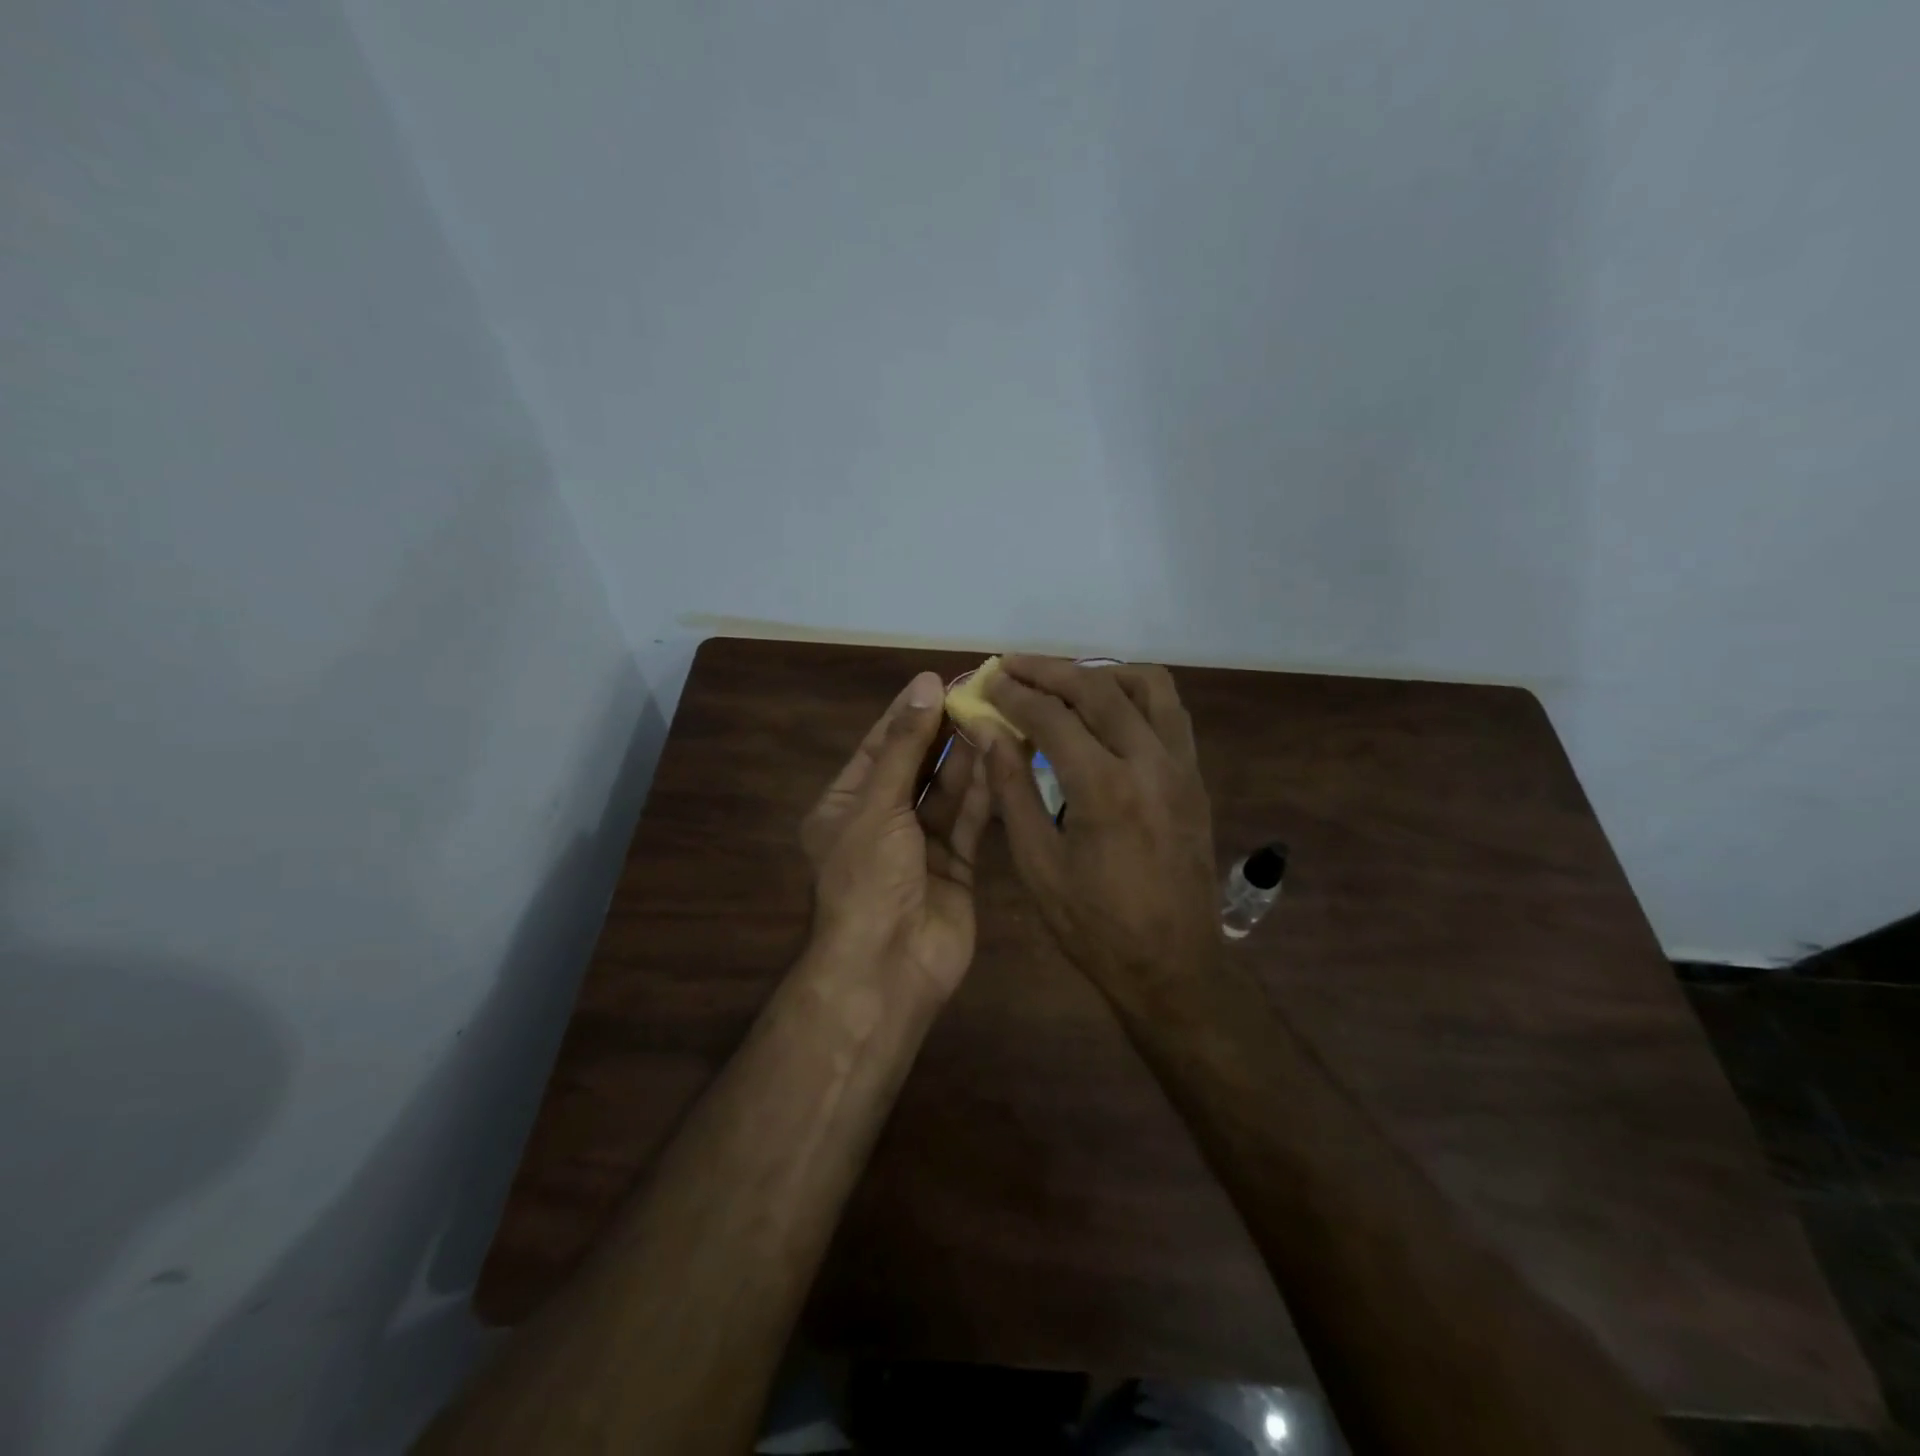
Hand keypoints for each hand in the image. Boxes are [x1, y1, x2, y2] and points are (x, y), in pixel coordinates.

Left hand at [801, 670, 990, 1002]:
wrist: (889, 966)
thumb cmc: (868, 878)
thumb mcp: (878, 805)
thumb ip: (906, 747)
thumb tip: (924, 685)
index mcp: (846, 805)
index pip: (879, 747)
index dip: (907, 714)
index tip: (937, 681)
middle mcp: (882, 822)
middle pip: (916, 766)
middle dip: (942, 733)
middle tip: (977, 695)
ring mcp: (920, 846)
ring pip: (947, 792)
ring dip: (968, 758)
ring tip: (995, 718)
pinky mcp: (956, 866)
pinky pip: (969, 820)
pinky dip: (985, 792)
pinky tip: (1003, 758)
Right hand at [979, 657, 1219, 1008]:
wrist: (1173, 967)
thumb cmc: (1094, 926)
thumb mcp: (1038, 865)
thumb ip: (1012, 790)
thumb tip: (989, 732)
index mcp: (1104, 788)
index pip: (1052, 717)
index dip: (1014, 694)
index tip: (988, 681)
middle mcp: (1150, 762)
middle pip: (1098, 687)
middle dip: (1049, 669)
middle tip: (1013, 665)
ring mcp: (1182, 766)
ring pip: (1147, 686)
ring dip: (1100, 672)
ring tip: (1063, 680)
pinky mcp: (1196, 777)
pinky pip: (1170, 712)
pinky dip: (1136, 694)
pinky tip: (1108, 708)